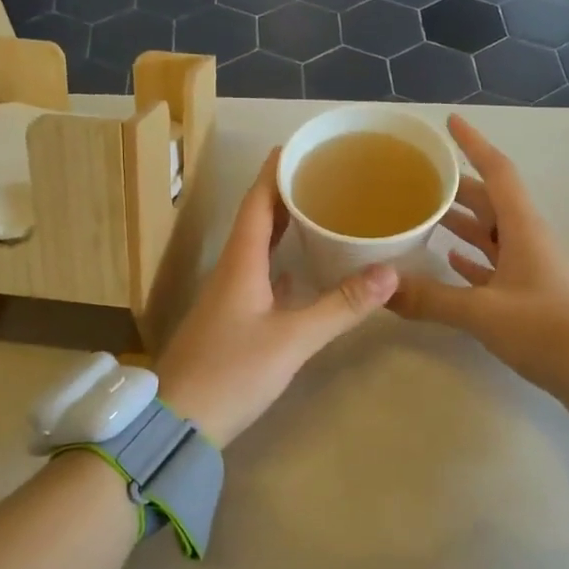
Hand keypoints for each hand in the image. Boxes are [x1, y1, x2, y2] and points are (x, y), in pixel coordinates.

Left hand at [154, 150, 398, 446]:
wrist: (177, 421)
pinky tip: (299, 270)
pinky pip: (258, 276)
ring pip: (257, 248)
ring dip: (283, 227)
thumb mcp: (292, 339)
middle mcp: (230, 270)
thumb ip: (340, 306)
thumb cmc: (231, 372)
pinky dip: (280, 262)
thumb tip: (391, 272)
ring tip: (318, 213)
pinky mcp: (229, 320)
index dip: (276, 171)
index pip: (257, 201)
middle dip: (285, 193)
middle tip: (322, 176)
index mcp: (240, 261)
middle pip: (257, 219)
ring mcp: (227, 296)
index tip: (300, 147)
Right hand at [389, 115, 568, 432]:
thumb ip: (430, 298)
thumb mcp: (483, 312)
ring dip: (461, 221)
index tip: (450, 123)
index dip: (474, 144)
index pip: (498, 171)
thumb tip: (381, 289)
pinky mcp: (527, 295)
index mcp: (523, 228)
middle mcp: (527, 239)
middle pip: (490, 200)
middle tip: (416, 177)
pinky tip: (447, 260)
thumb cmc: (547, 331)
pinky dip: (470, 258)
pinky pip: (493, 265)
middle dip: (456, 185)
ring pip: (490, 233)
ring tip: (422, 213)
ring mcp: (529, 268)